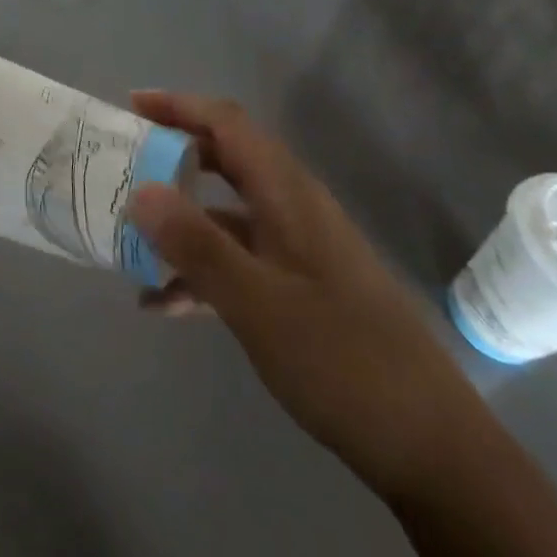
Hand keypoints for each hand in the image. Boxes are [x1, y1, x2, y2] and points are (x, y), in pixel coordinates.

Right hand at [127, 91, 483, 499]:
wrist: (434, 450)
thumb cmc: (343, 360)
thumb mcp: (257, 303)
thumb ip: (196, 245)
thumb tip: (138, 190)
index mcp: (288, 193)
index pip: (227, 123)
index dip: (179, 105)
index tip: (130, 106)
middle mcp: (293, 208)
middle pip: (224, 159)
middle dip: (172, 156)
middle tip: (122, 163)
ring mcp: (299, 250)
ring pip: (226, 214)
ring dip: (180, 223)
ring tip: (128, 240)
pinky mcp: (301, 289)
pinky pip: (239, 260)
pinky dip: (200, 271)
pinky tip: (163, 305)